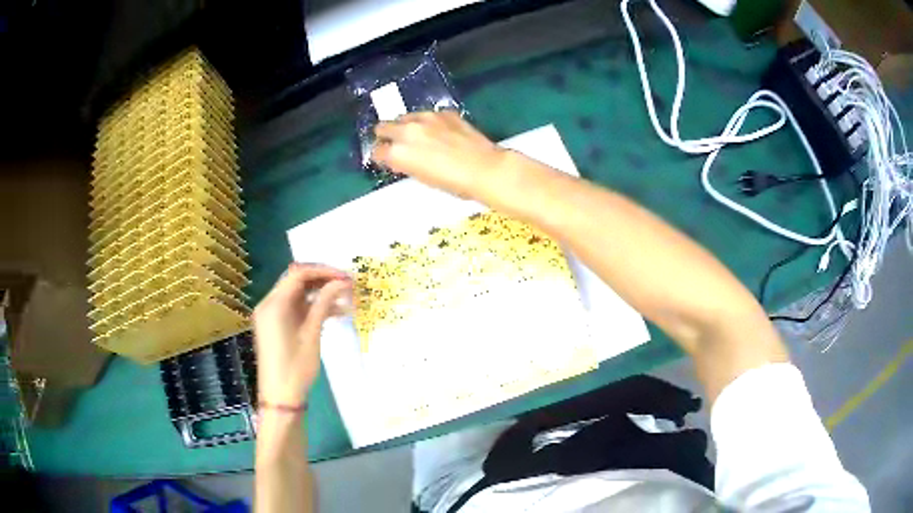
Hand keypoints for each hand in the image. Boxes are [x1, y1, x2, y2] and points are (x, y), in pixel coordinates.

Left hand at [252, 263, 351, 406]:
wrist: (280, 397)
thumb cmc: (296, 367)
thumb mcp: (312, 333)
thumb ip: (324, 303)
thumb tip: (341, 282)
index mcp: (274, 303)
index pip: (299, 274)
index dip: (324, 271)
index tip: (346, 277)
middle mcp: (269, 303)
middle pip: (297, 281)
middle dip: (323, 281)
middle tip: (348, 286)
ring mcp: (271, 315)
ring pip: (297, 294)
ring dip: (320, 295)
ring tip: (346, 301)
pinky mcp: (275, 325)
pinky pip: (294, 308)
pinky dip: (312, 308)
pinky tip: (334, 313)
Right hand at [372, 111, 508, 199]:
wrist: (484, 168)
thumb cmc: (454, 183)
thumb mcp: (422, 177)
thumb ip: (406, 164)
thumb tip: (400, 158)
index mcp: (399, 152)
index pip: (377, 151)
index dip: (381, 156)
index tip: (386, 159)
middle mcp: (407, 131)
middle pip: (383, 127)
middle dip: (386, 135)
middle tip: (396, 144)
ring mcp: (426, 118)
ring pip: (404, 117)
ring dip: (406, 126)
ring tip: (418, 137)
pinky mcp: (444, 113)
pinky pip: (428, 115)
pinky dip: (428, 123)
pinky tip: (440, 132)